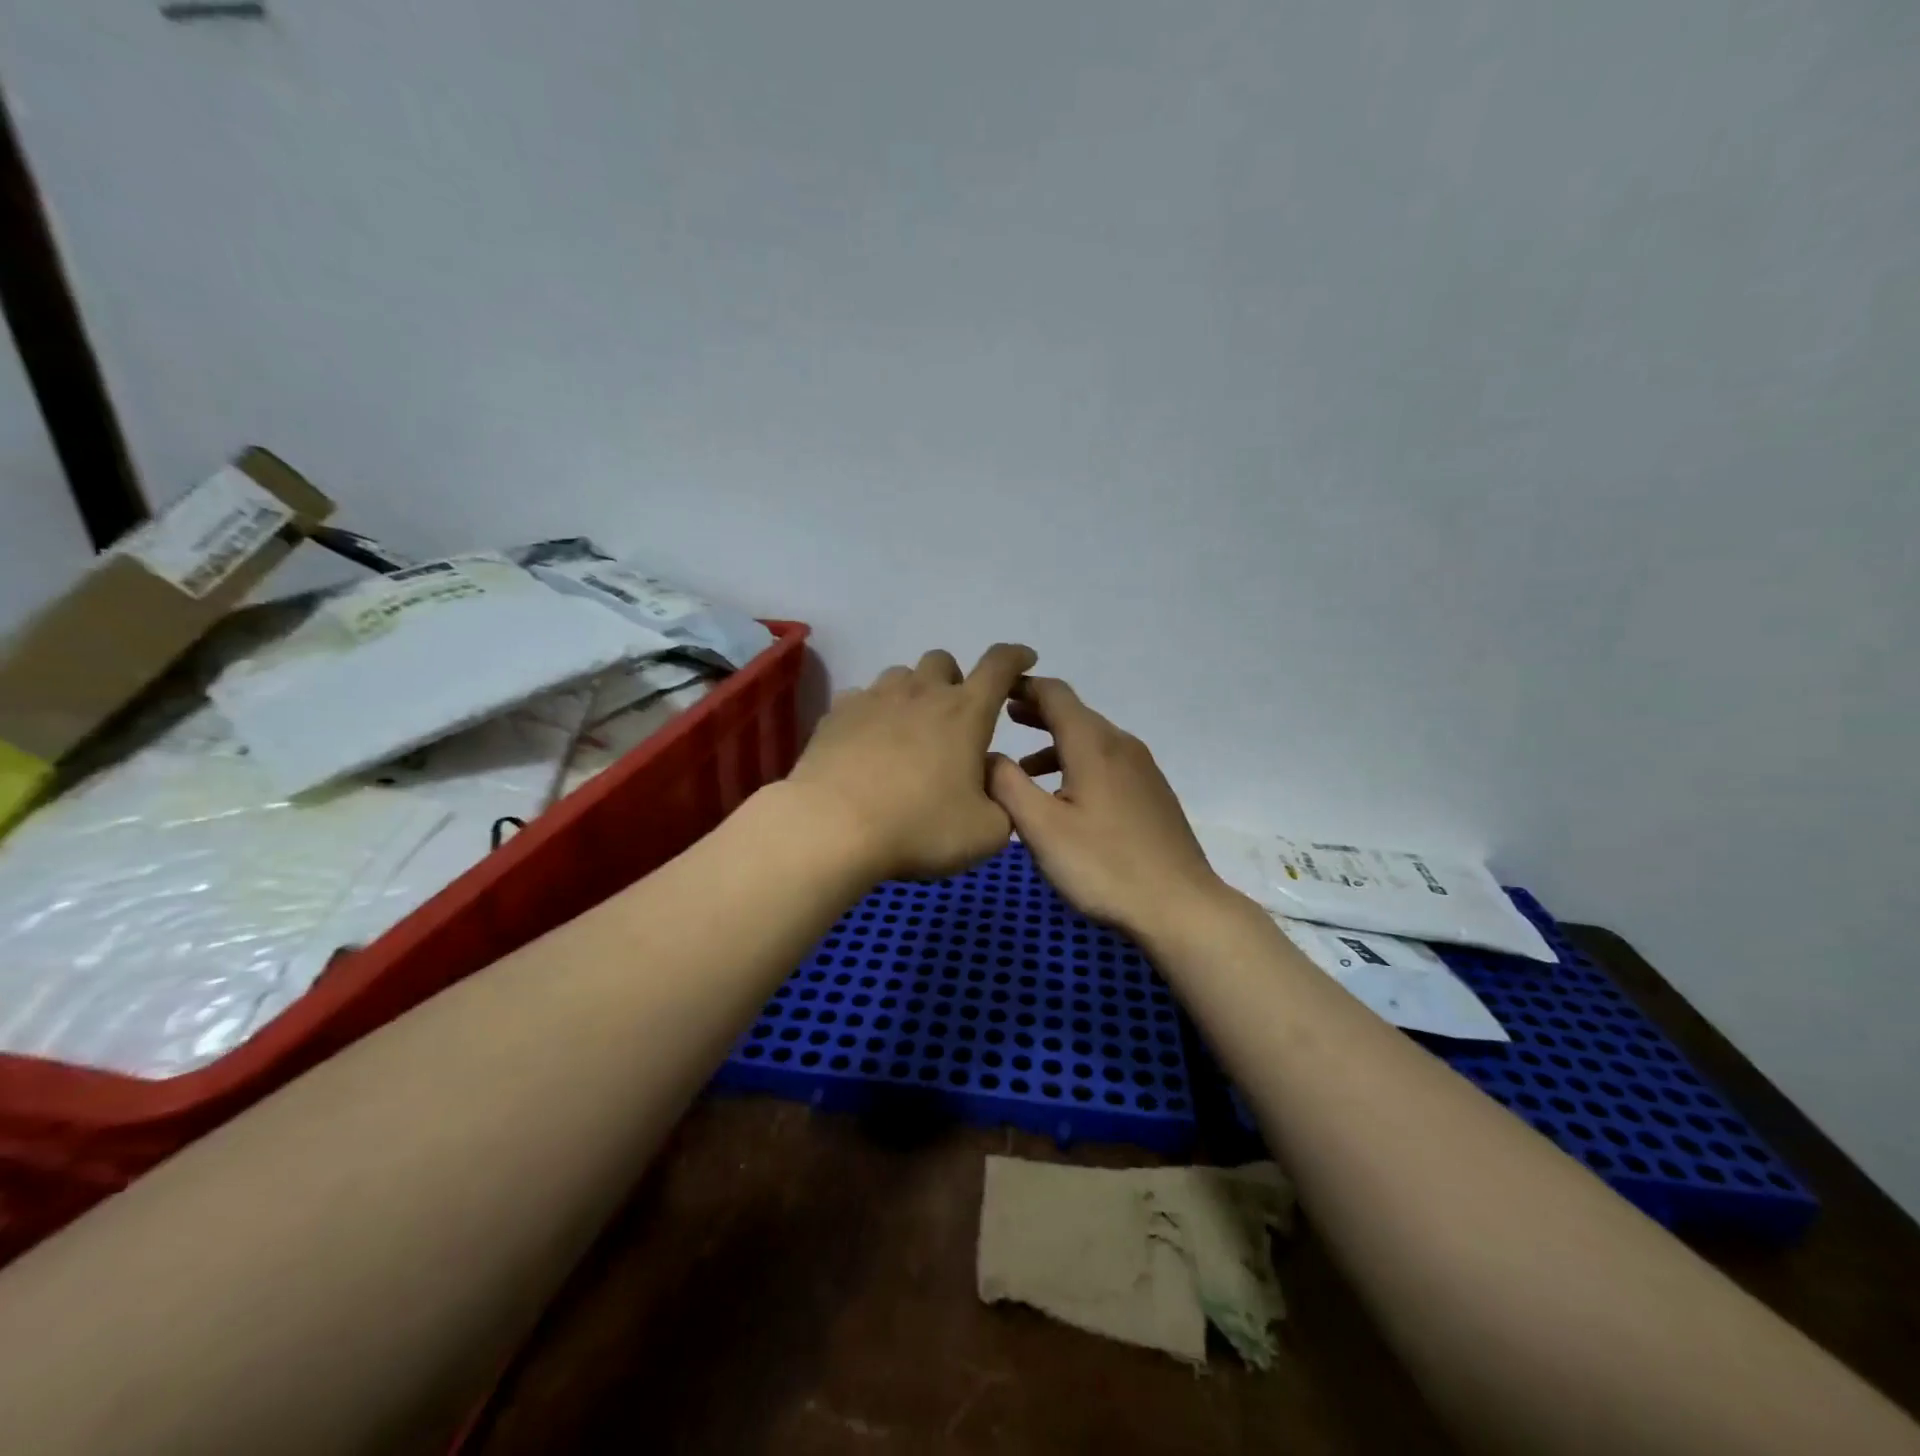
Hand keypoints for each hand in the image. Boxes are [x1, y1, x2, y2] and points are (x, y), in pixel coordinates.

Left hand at [787, 644, 1037, 880]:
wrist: (832, 829)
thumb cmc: (919, 828)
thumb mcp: (986, 832)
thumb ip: (1003, 800)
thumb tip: (989, 776)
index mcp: (965, 712)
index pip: (1000, 665)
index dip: (1016, 657)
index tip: (1024, 659)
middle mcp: (921, 693)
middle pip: (942, 661)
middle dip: (954, 680)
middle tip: (954, 718)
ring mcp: (874, 699)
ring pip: (900, 675)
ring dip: (912, 693)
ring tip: (909, 730)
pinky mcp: (836, 714)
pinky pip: (861, 698)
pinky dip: (872, 712)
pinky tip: (868, 742)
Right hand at [987, 678, 1232, 938]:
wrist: (1180, 906)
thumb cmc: (1103, 865)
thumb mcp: (1041, 827)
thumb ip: (1007, 785)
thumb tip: (986, 754)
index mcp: (1093, 744)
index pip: (1055, 694)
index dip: (1023, 686)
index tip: (995, 690)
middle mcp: (1121, 746)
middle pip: (1075, 715)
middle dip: (1038, 714)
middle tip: (1004, 719)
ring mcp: (1142, 770)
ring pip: (1092, 741)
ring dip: (1055, 745)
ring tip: (1023, 769)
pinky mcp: (1152, 794)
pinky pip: (1107, 763)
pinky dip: (1077, 765)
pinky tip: (1065, 799)